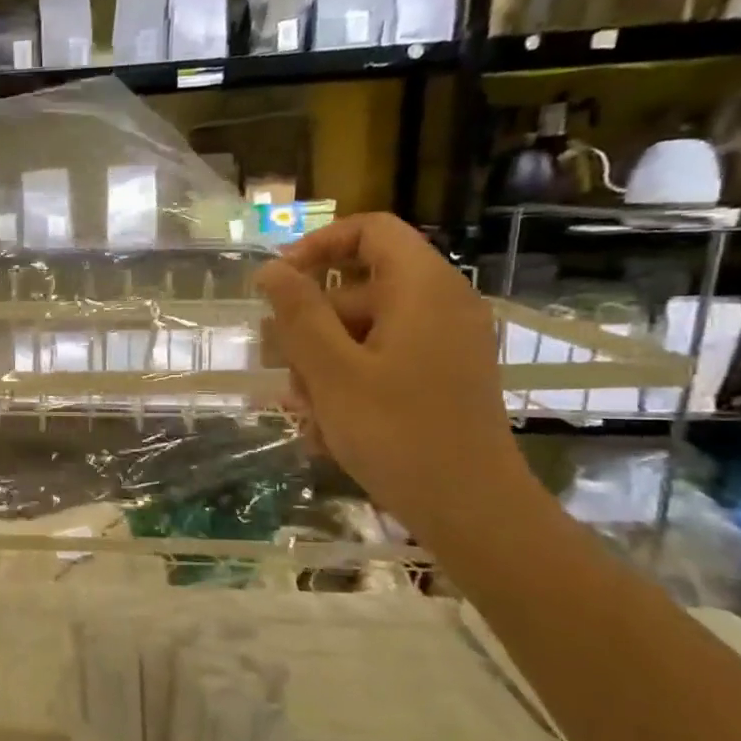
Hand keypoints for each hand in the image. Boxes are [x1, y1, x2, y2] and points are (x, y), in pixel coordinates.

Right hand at [255, 214, 531, 547]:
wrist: (469, 508)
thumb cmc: (395, 432)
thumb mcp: (331, 370)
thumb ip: (298, 314)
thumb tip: (271, 269)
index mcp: (422, 289)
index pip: (370, 231)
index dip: (317, 247)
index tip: (277, 285)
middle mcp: (440, 305)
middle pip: (358, 289)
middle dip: (309, 326)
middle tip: (278, 368)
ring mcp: (444, 343)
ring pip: (362, 331)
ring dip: (322, 363)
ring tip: (304, 411)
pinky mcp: (440, 377)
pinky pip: (381, 360)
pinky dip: (348, 382)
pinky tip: (327, 427)